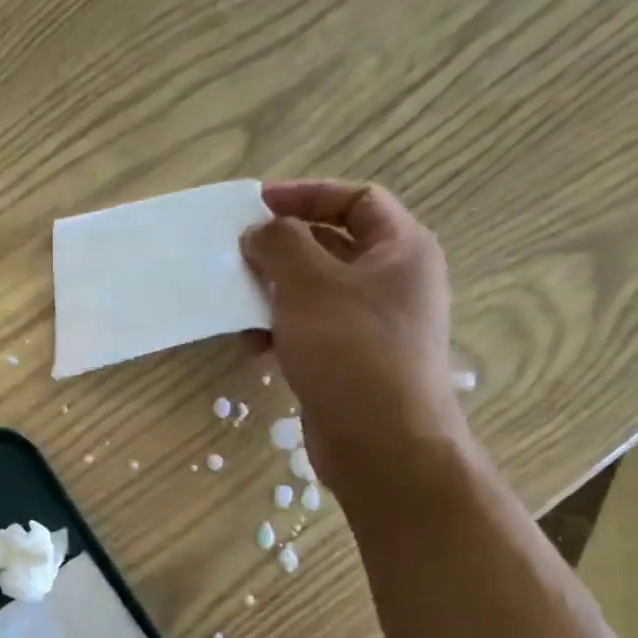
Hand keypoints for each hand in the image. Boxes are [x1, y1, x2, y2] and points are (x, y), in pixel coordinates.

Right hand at [240, 180, 465, 494]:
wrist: (381, 442)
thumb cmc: (352, 352)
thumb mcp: (310, 286)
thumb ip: (280, 246)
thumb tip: (260, 231)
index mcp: (400, 250)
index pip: (356, 200)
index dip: (307, 195)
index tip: (257, 204)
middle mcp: (391, 282)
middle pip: (331, 246)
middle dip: (281, 248)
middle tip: (238, 254)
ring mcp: (370, 324)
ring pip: (313, 291)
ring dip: (272, 293)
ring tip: (236, 303)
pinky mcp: (348, 360)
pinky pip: (308, 329)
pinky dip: (278, 330)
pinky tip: (252, 346)